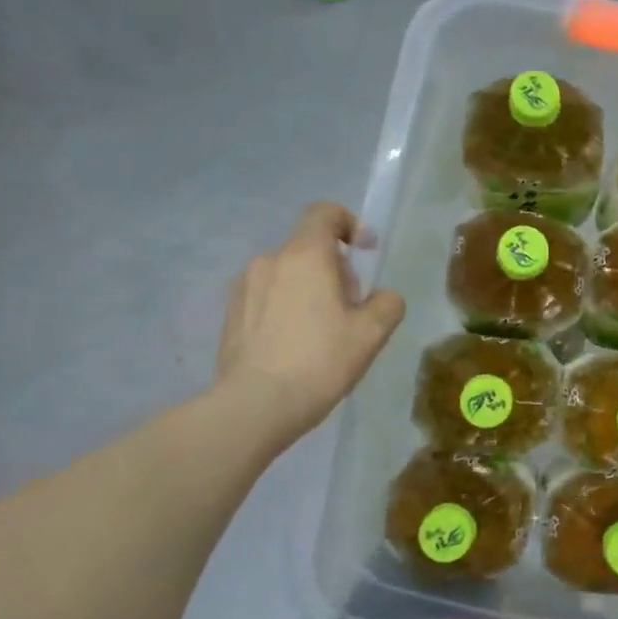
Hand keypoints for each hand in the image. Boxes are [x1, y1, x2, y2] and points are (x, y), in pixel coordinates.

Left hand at [215, 203, 404, 449]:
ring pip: (287, 274)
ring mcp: (244, 287)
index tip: (365, 252)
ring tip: (322, 333)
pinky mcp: (230, 314)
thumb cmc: (320, 361)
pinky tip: (295, 347)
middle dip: (335, 269)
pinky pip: (267, 297)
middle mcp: (270, 260)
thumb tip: (382, 296)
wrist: (256, 405)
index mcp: (305, 256)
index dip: (349, 224)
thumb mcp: (372, 334)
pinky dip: (286, 309)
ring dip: (309, 290)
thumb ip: (387, 304)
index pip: (324, 213)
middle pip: (309, 248)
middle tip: (351, 309)